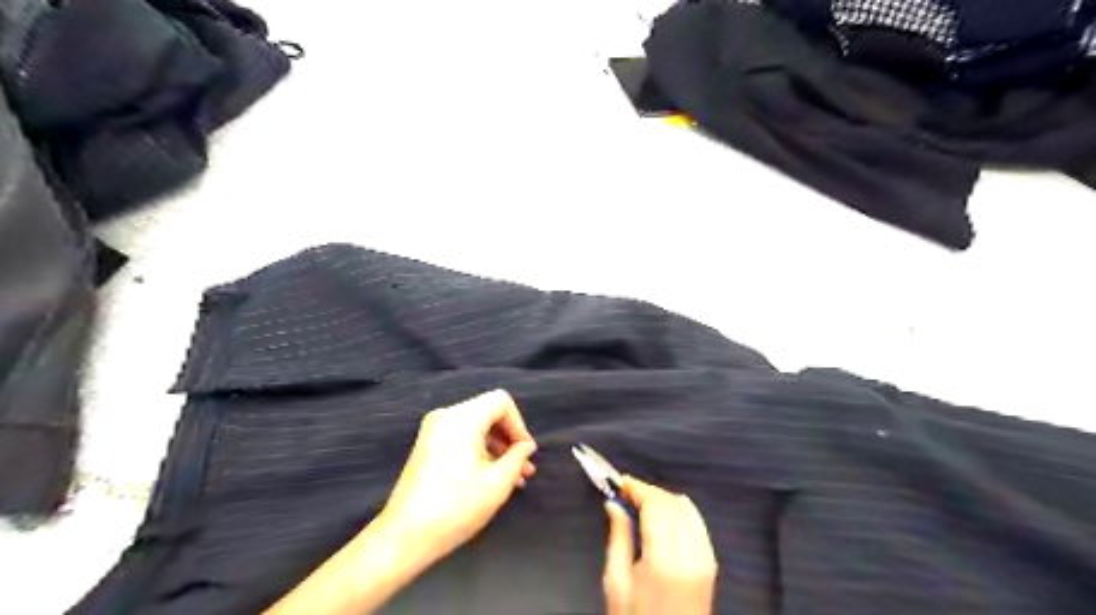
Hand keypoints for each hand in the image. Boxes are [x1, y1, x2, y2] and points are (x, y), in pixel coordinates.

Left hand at [378, 388, 537, 566]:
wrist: (405, 537)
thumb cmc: (456, 507)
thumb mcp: (498, 483)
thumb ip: (518, 457)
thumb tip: (525, 446)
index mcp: (462, 418)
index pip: (501, 402)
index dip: (519, 424)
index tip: (526, 453)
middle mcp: (446, 416)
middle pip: (488, 413)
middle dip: (509, 438)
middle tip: (525, 468)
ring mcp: (434, 431)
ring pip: (476, 427)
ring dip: (497, 448)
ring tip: (514, 478)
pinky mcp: (427, 446)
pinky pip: (462, 438)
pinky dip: (479, 451)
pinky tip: (492, 477)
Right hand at [603, 480, 715, 614]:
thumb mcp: (615, 583)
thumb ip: (618, 538)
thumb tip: (613, 504)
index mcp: (662, 562)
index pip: (656, 508)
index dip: (639, 488)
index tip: (621, 482)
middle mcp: (688, 557)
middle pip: (672, 505)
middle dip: (649, 491)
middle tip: (627, 491)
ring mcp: (704, 561)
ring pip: (688, 511)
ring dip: (665, 498)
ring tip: (643, 501)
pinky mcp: (710, 565)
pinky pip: (698, 525)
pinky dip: (682, 511)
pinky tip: (666, 512)